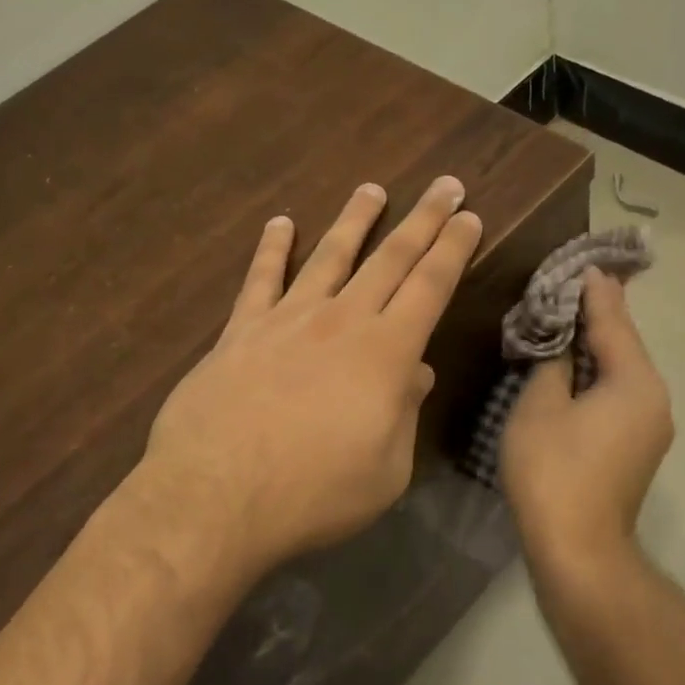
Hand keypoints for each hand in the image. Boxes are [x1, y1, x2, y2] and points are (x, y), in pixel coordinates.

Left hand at [144, 177, 482, 568]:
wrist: (215, 497)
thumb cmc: (314, 493)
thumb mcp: (386, 470)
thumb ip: (404, 414)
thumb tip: (416, 373)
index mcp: (386, 353)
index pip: (430, 286)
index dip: (453, 248)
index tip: (469, 217)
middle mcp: (341, 321)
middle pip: (390, 258)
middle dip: (423, 220)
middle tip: (445, 186)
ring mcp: (287, 319)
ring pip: (330, 255)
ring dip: (354, 220)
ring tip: (371, 189)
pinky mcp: (241, 331)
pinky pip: (260, 279)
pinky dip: (272, 248)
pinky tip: (280, 223)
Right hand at [500, 268, 673, 571]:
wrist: (580, 551)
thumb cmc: (553, 471)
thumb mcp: (540, 406)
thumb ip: (552, 362)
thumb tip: (562, 343)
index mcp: (635, 381)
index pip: (613, 321)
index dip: (594, 290)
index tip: (582, 261)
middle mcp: (654, 397)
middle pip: (623, 343)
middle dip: (595, 314)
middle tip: (567, 284)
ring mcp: (651, 424)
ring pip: (621, 369)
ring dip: (594, 344)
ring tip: (565, 317)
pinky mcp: (638, 445)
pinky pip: (619, 393)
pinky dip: (597, 373)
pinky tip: (573, 365)